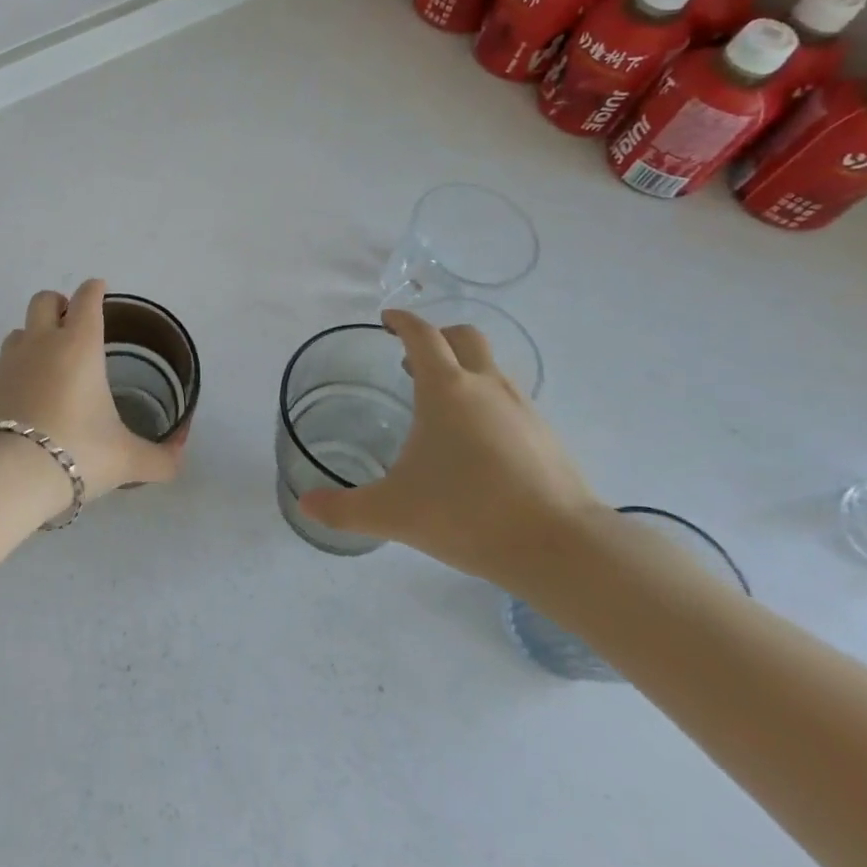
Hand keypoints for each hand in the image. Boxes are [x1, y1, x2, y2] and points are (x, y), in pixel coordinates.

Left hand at [0, 279, 185, 499]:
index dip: (94, 290)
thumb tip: (180, 458)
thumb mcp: (128, 460)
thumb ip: (160, 458)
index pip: (87, 299)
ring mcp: (5, 364)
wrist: (7, 476)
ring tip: (46, 367)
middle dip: (58, 304)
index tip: (99, 289)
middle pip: (43, 300)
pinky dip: (12, 378)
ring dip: (32, 339)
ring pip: (17, 333)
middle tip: (70, 323)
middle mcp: (40, 345)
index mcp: (79, 346)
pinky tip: (21, 406)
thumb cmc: (77, 452)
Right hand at [296, 309, 602, 585]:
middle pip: (464, 337)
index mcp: (445, 389)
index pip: (422, 335)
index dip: (402, 321)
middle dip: (437, 337)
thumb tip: (306, 506)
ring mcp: (522, 408)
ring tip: (440, 405)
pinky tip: (476, 441)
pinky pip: (509, 399)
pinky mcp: (545, 434)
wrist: (561, 547)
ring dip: (463, 369)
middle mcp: (485, 386)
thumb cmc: (467, 513)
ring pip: (490, 367)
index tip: (387, 319)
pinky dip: (486, 401)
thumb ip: (344, 509)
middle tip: (411, 359)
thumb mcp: (393, 512)